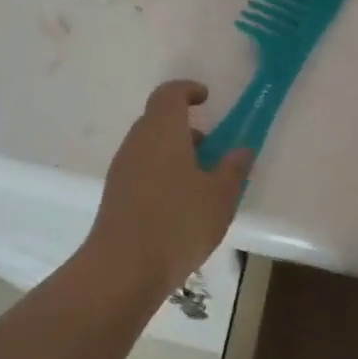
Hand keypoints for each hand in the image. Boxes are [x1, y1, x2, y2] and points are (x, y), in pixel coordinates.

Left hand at [85, 81, 253, 296]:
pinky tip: (180, 205)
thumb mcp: (220, 196)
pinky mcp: (115, 194)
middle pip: (158, 120)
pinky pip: (142, 170)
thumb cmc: (178, 223)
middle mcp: (137, 142)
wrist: (123, 268)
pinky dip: (161, 173)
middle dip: (185, 127)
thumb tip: (241, 150)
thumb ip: (233, 168)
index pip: (169, 94)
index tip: (206, 99)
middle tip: (211, 147)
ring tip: (201, 182)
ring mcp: (122, 169)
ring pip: (149, 147)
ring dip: (174, 153)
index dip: (188, 90)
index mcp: (162, 131)